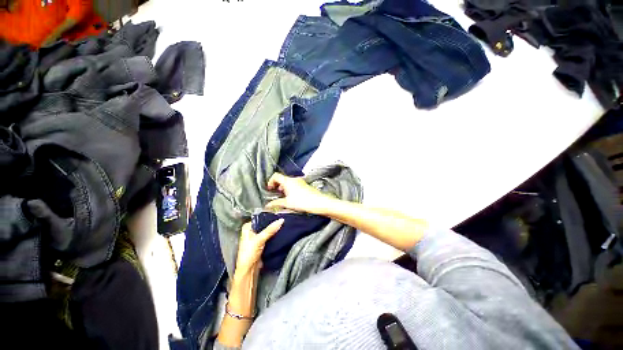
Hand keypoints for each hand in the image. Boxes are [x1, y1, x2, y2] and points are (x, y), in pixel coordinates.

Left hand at [234, 220, 283, 277]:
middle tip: (283, 217)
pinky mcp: (262, 242)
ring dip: (275, 228)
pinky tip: (281, 230)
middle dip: (273, 222)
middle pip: (265, 223)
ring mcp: (257, 236)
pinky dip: (275, 233)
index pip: (260, 217)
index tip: (280, 213)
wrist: (248, 271)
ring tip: (284, 223)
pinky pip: (270, 235)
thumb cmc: (249, 254)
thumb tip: (281, 220)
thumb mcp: (259, 240)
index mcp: (248, 227)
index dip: (269, 216)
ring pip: (268, 229)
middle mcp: (252, 230)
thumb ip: (270, 230)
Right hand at [266, 173, 332, 214]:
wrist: (318, 202)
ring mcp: (300, 182)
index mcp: (288, 181)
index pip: (276, 176)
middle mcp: (294, 179)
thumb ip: (276, 203)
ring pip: (288, 182)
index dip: (270, 181)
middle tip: (275, 194)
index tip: (269, 189)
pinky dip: (290, 189)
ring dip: (284, 188)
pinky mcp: (305, 185)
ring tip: (283, 197)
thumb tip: (268, 205)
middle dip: (277, 185)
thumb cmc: (303, 201)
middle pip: (282, 179)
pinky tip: (291, 197)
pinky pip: (294, 184)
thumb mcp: (287, 203)